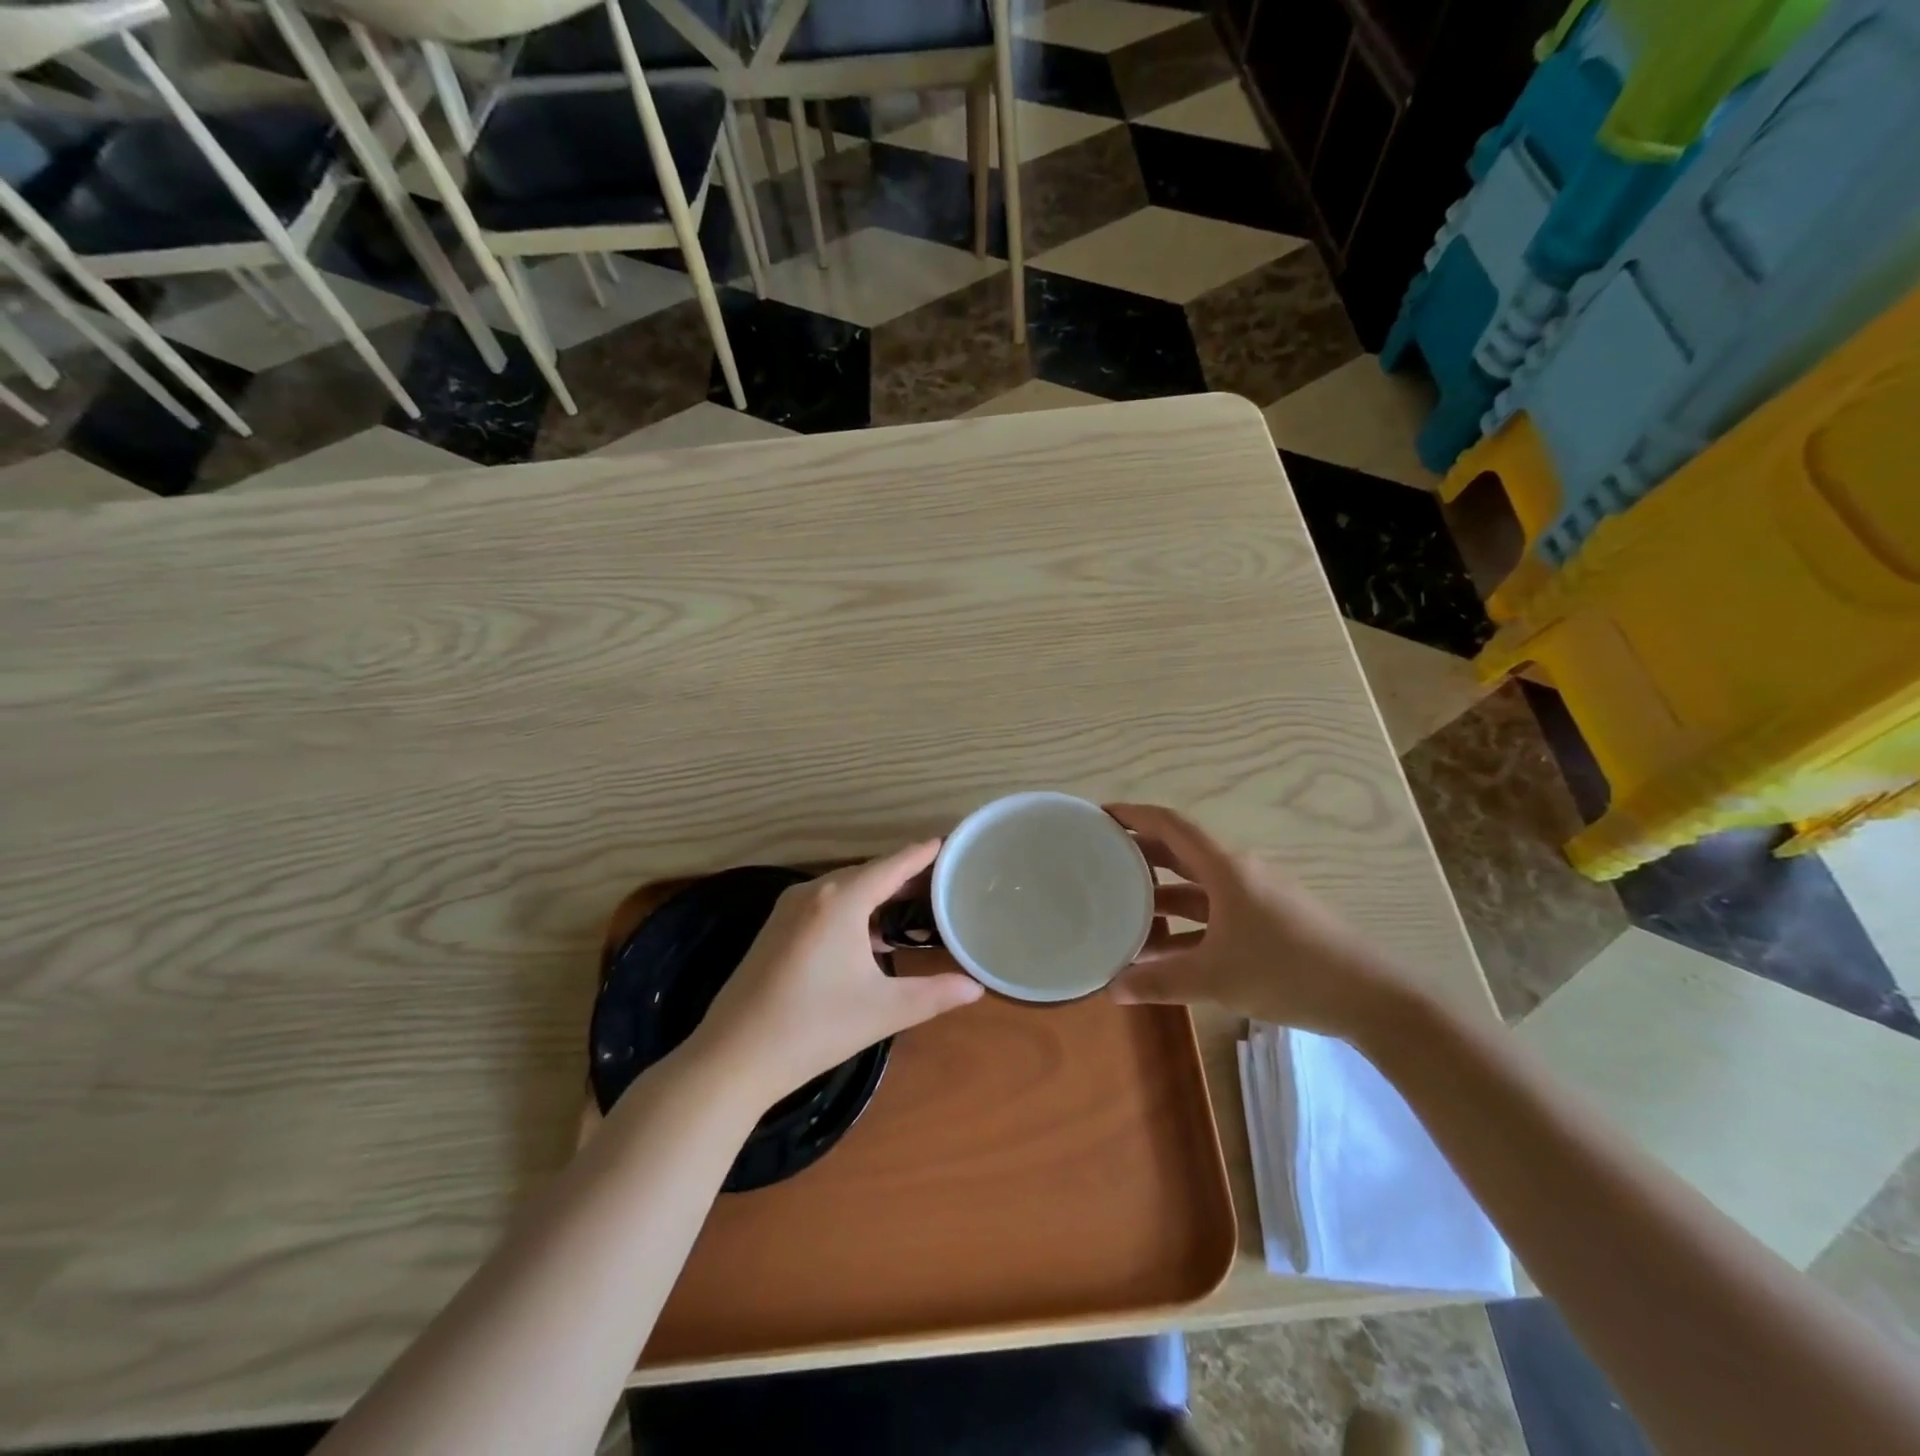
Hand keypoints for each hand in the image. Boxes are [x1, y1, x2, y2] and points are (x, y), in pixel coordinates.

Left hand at [689, 841, 984, 1106]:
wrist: (733, 1056)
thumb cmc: (814, 1027)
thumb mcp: (883, 1010)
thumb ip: (935, 994)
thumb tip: (976, 987)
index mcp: (841, 900)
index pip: (893, 864)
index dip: (923, 853)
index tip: (950, 842)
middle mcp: (814, 892)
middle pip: (869, 872)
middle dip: (904, 875)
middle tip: (942, 881)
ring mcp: (789, 908)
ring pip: (845, 888)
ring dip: (878, 893)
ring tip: (913, 904)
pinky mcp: (776, 927)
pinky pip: (825, 903)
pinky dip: (854, 909)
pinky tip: (870, 934)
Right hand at [1106, 803, 1416, 1040]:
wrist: (1372, 997)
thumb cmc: (1289, 971)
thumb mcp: (1216, 978)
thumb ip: (1161, 982)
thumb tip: (1111, 990)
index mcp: (1225, 868)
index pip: (1170, 824)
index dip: (1134, 815)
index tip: (1099, 816)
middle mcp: (1238, 872)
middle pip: (1179, 852)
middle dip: (1139, 856)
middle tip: (1099, 863)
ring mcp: (1255, 896)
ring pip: (1196, 887)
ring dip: (1161, 898)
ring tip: (1122, 915)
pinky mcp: (1267, 921)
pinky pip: (1214, 911)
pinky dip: (1186, 924)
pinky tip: (1166, 951)